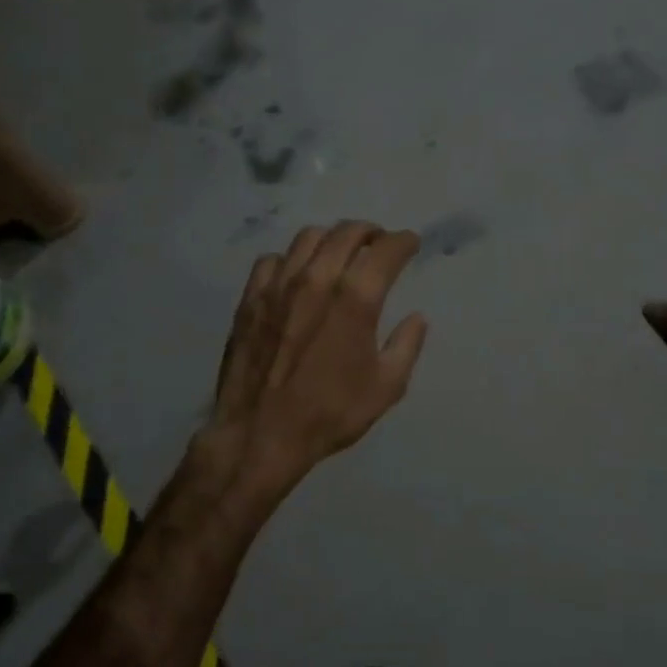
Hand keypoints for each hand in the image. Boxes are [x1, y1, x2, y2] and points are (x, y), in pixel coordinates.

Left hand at [201, 221, 428, 485]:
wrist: (261, 434)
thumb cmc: (330, 413)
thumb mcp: (386, 387)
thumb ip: (406, 346)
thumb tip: (416, 318)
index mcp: (356, 298)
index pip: (386, 249)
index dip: (404, 242)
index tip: (410, 244)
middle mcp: (317, 279)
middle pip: (347, 232)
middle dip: (370, 232)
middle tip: (379, 243)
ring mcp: (279, 285)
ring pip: (308, 238)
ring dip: (331, 239)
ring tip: (339, 253)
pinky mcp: (251, 298)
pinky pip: (272, 260)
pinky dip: (291, 260)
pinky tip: (296, 276)